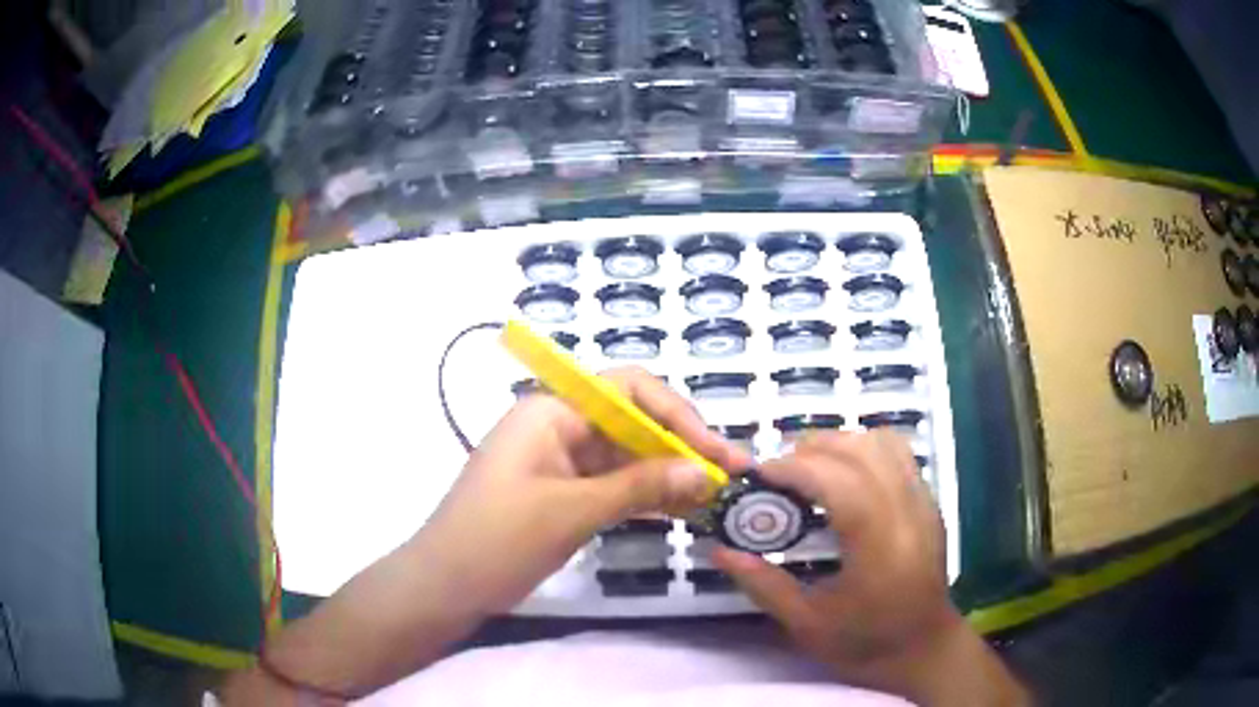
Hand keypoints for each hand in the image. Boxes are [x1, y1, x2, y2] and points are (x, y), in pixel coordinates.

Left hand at [225, 367, 751, 703]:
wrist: (443, 587)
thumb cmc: (496, 540)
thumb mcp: (571, 511)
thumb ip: (640, 488)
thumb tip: (705, 472)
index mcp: (551, 411)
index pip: (628, 390)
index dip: (677, 415)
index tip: (714, 452)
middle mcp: (558, 426)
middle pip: (632, 423)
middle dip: (681, 447)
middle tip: (729, 476)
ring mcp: (560, 462)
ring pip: (627, 456)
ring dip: (668, 474)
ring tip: (714, 497)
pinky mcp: (562, 493)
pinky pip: (613, 485)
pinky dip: (645, 496)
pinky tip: (681, 511)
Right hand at [712, 431, 1027, 705]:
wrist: (924, 649)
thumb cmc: (865, 643)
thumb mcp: (806, 624)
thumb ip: (763, 584)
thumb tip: (720, 551)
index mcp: (877, 544)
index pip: (836, 480)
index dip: (793, 467)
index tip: (758, 476)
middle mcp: (906, 511)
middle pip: (860, 450)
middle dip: (812, 449)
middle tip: (779, 475)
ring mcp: (923, 502)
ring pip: (882, 442)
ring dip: (841, 444)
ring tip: (811, 470)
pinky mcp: (929, 502)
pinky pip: (898, 454)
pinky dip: (865, 450)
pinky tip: (844, 478)